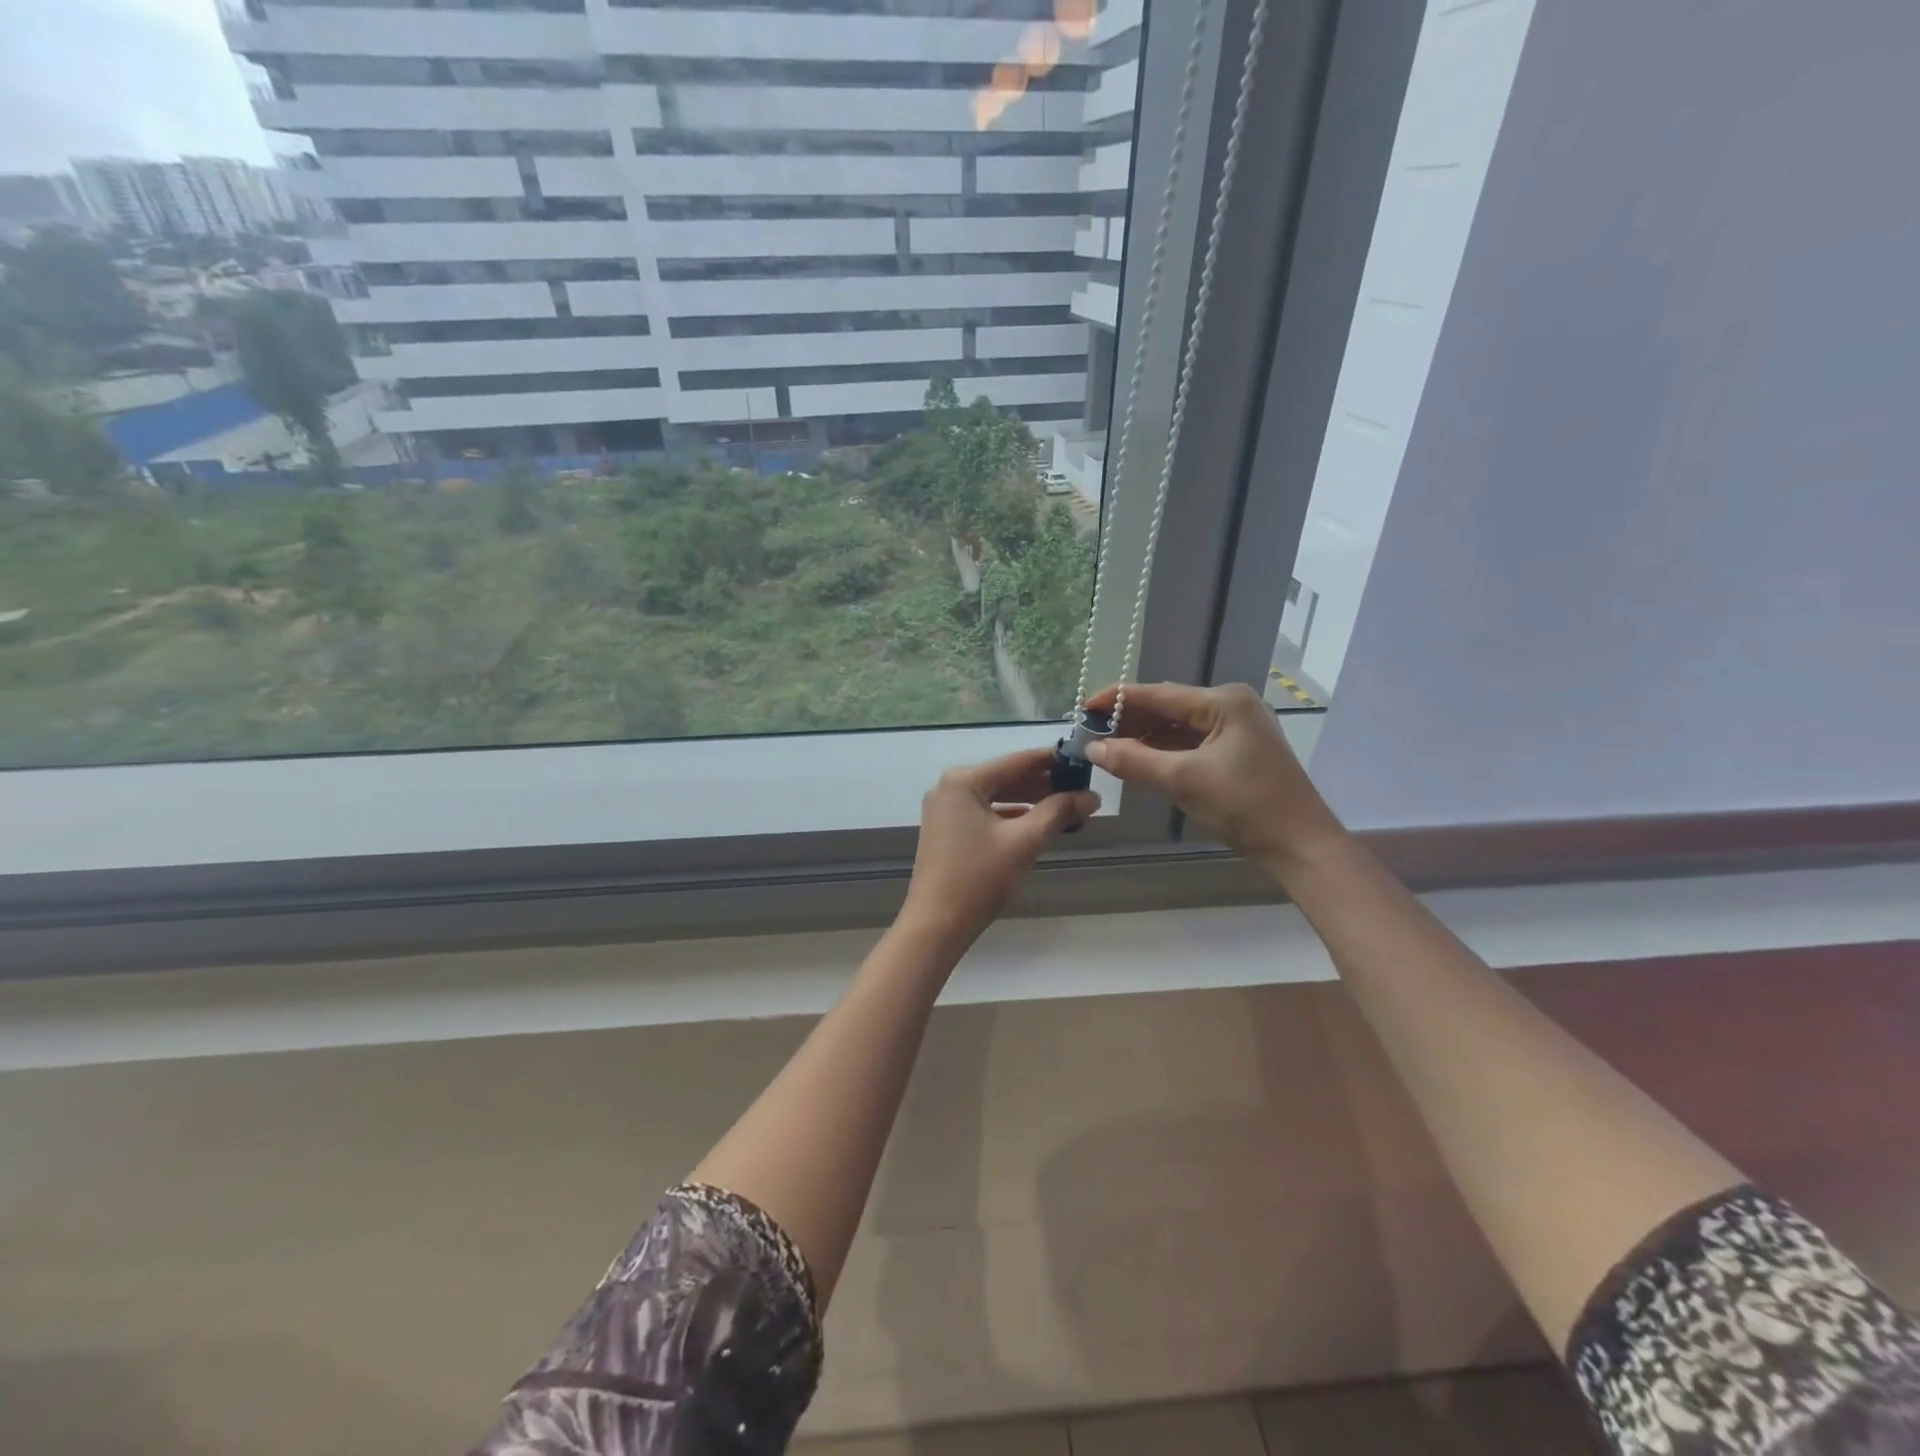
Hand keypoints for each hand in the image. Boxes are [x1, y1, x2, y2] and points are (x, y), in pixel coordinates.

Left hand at [898, 748, 1100, 951]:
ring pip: (996, 795)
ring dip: (1029, 800)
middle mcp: (950, 786)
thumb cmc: (979, 877)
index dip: (1052, 760)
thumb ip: (1058, 812)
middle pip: (1006, 777)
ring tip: (1067, 805)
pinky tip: (1038, 823)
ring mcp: (945, 808)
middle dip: (1043, 783)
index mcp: (964, 780)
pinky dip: (1011, 815)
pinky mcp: (947, 829)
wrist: (936, 924)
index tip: (1083, 759)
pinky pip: (985, 812)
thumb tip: (1092, 796)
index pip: (1017, 760)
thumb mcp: (1024, 841)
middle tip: (1081, 786)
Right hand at [1083, 681, 1343, 863]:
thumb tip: (1092, 748)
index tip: (1082, 709)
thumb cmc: (1245, 806)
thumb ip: (1134, 760)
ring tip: (1106, 747)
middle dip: (1129, 720)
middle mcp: (1231, 706)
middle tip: (1091, 733)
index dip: (1117, 700)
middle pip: (1168, 707)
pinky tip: (1138, 759)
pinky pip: (1191, 743)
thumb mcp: (1183, 781)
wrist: (1300, 846)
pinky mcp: (1238, 751)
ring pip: (1178, 727)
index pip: (1158, 694)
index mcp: (1224, 702)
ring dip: (1144, 737)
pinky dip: (1164, 751)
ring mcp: (1237, 728)